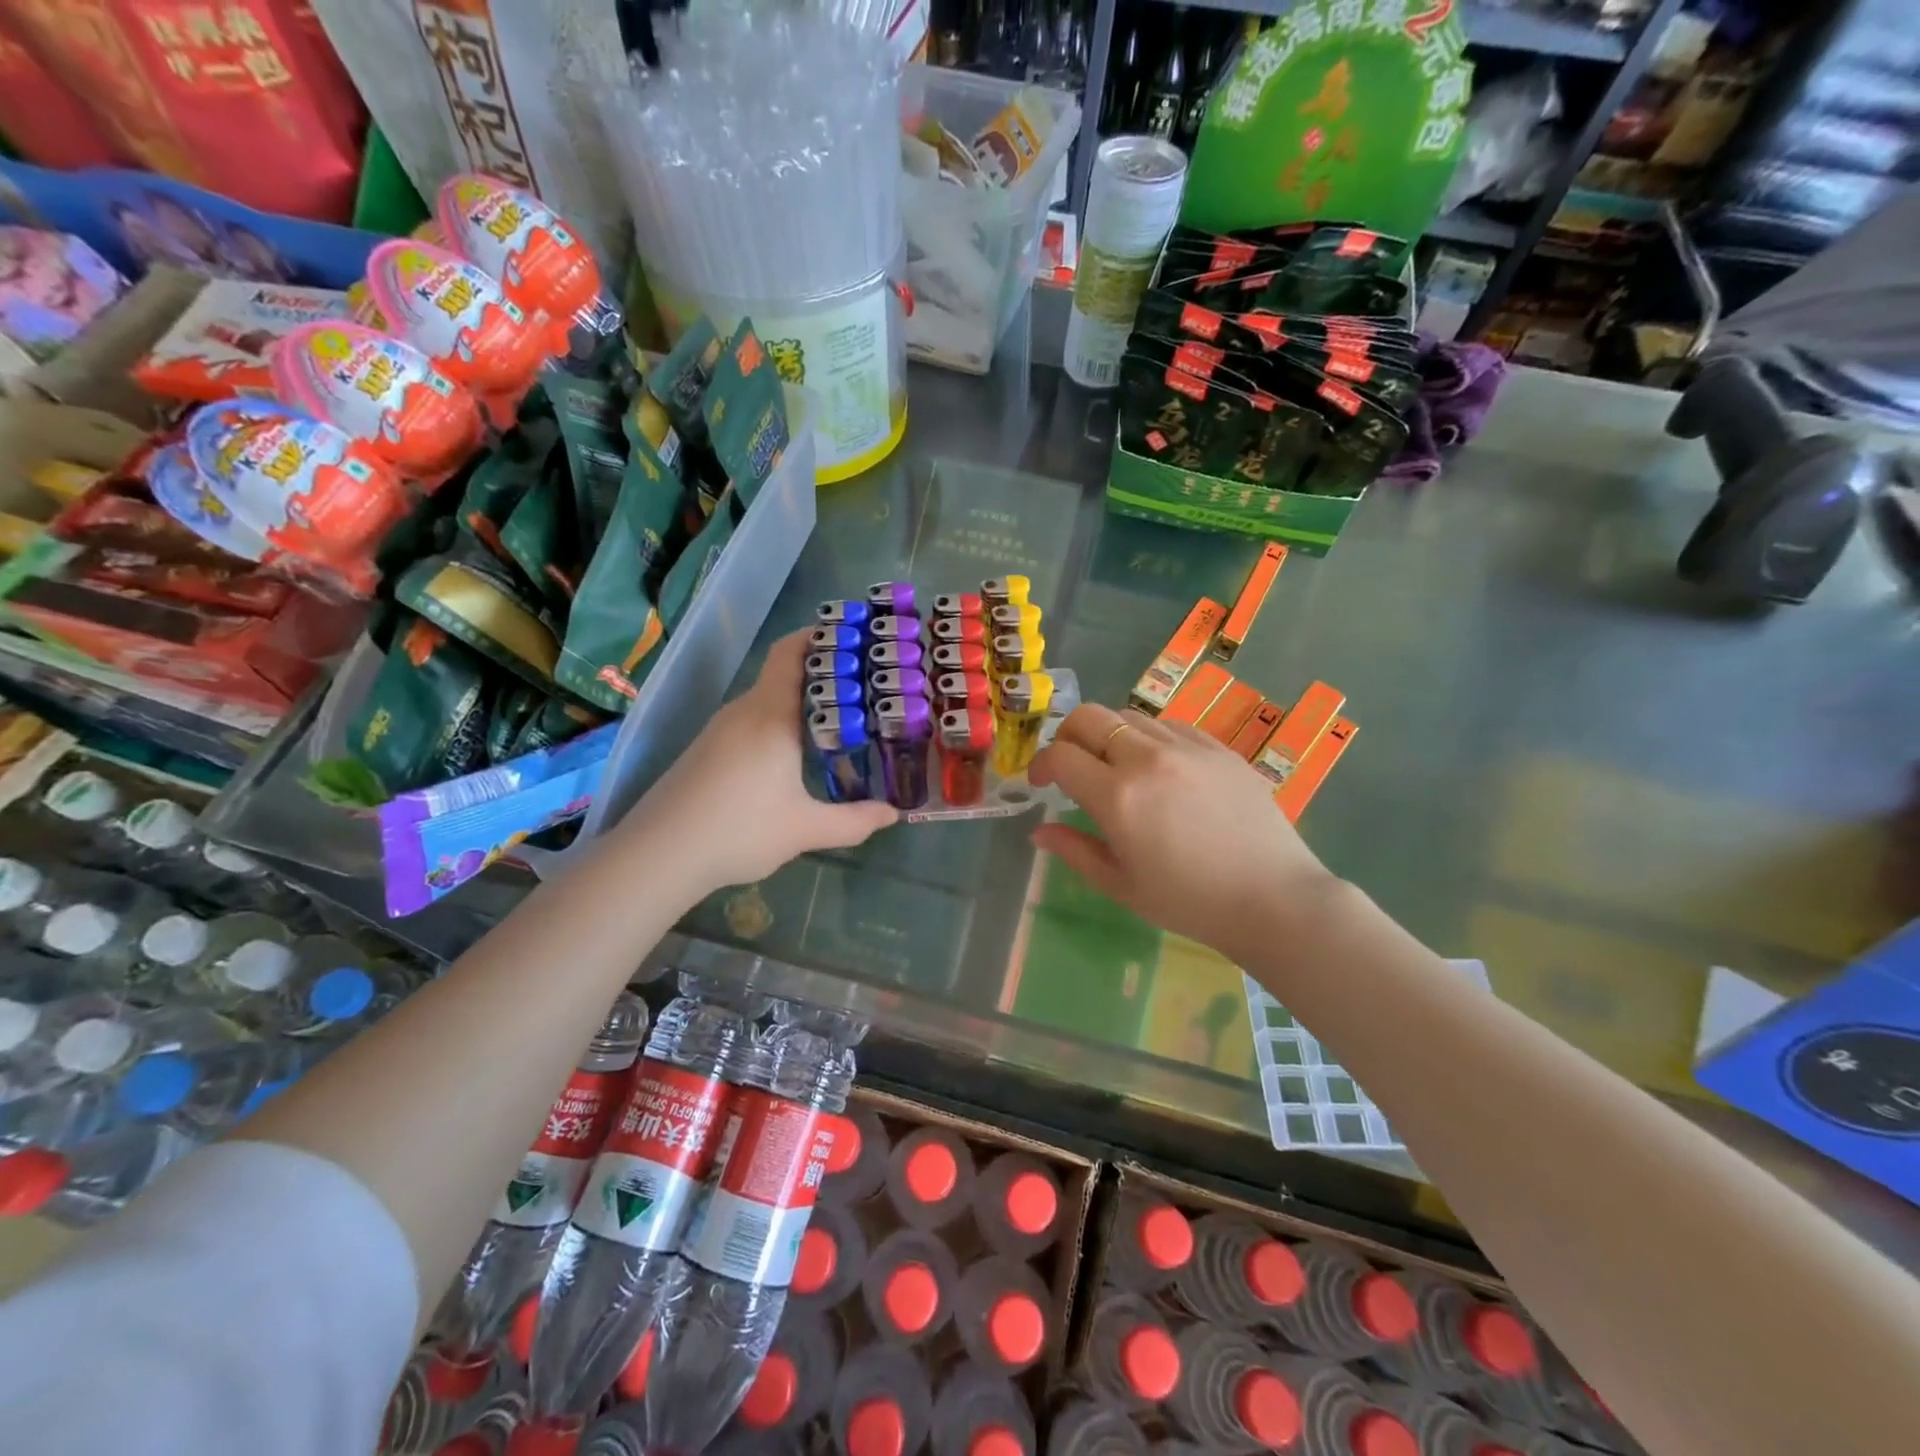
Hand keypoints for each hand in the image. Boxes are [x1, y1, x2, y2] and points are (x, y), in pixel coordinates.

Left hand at [622, 631, 896, 894]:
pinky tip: (792, 754)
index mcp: (771, 715)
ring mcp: (719, 729)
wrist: (658, 855)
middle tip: (863, 686)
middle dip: (822, 674)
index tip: (852, 636)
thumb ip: (854, 821)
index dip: (819, 635)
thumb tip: (894, 814)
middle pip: (782, 673)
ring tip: (837, 719)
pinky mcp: (706, 749)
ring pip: (766, 700)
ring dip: (799, 702)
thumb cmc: (739, 831)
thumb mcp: (805, 829)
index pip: (791, 652)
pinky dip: (777, 723)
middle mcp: (744, 711)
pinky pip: (750, 721)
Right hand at [1028, 704, 1339, 959]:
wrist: (1274, 898)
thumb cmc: (1189, 901)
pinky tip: (1159, 768)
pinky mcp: (1218, 747)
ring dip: (1109, 735)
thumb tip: (1039, 831)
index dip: (1041, 765)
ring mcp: (1188, 746)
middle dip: (1067, 735)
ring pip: (1129, 715)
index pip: (1061, 756)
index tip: (1042, 784)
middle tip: (1071, 765)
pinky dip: (1149, 737)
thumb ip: (1075, 851)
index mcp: (1118, 796)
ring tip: (1116, 767)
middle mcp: (1148, 758)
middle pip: (1089, 717)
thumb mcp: (1121, 885)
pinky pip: (1169, 725)